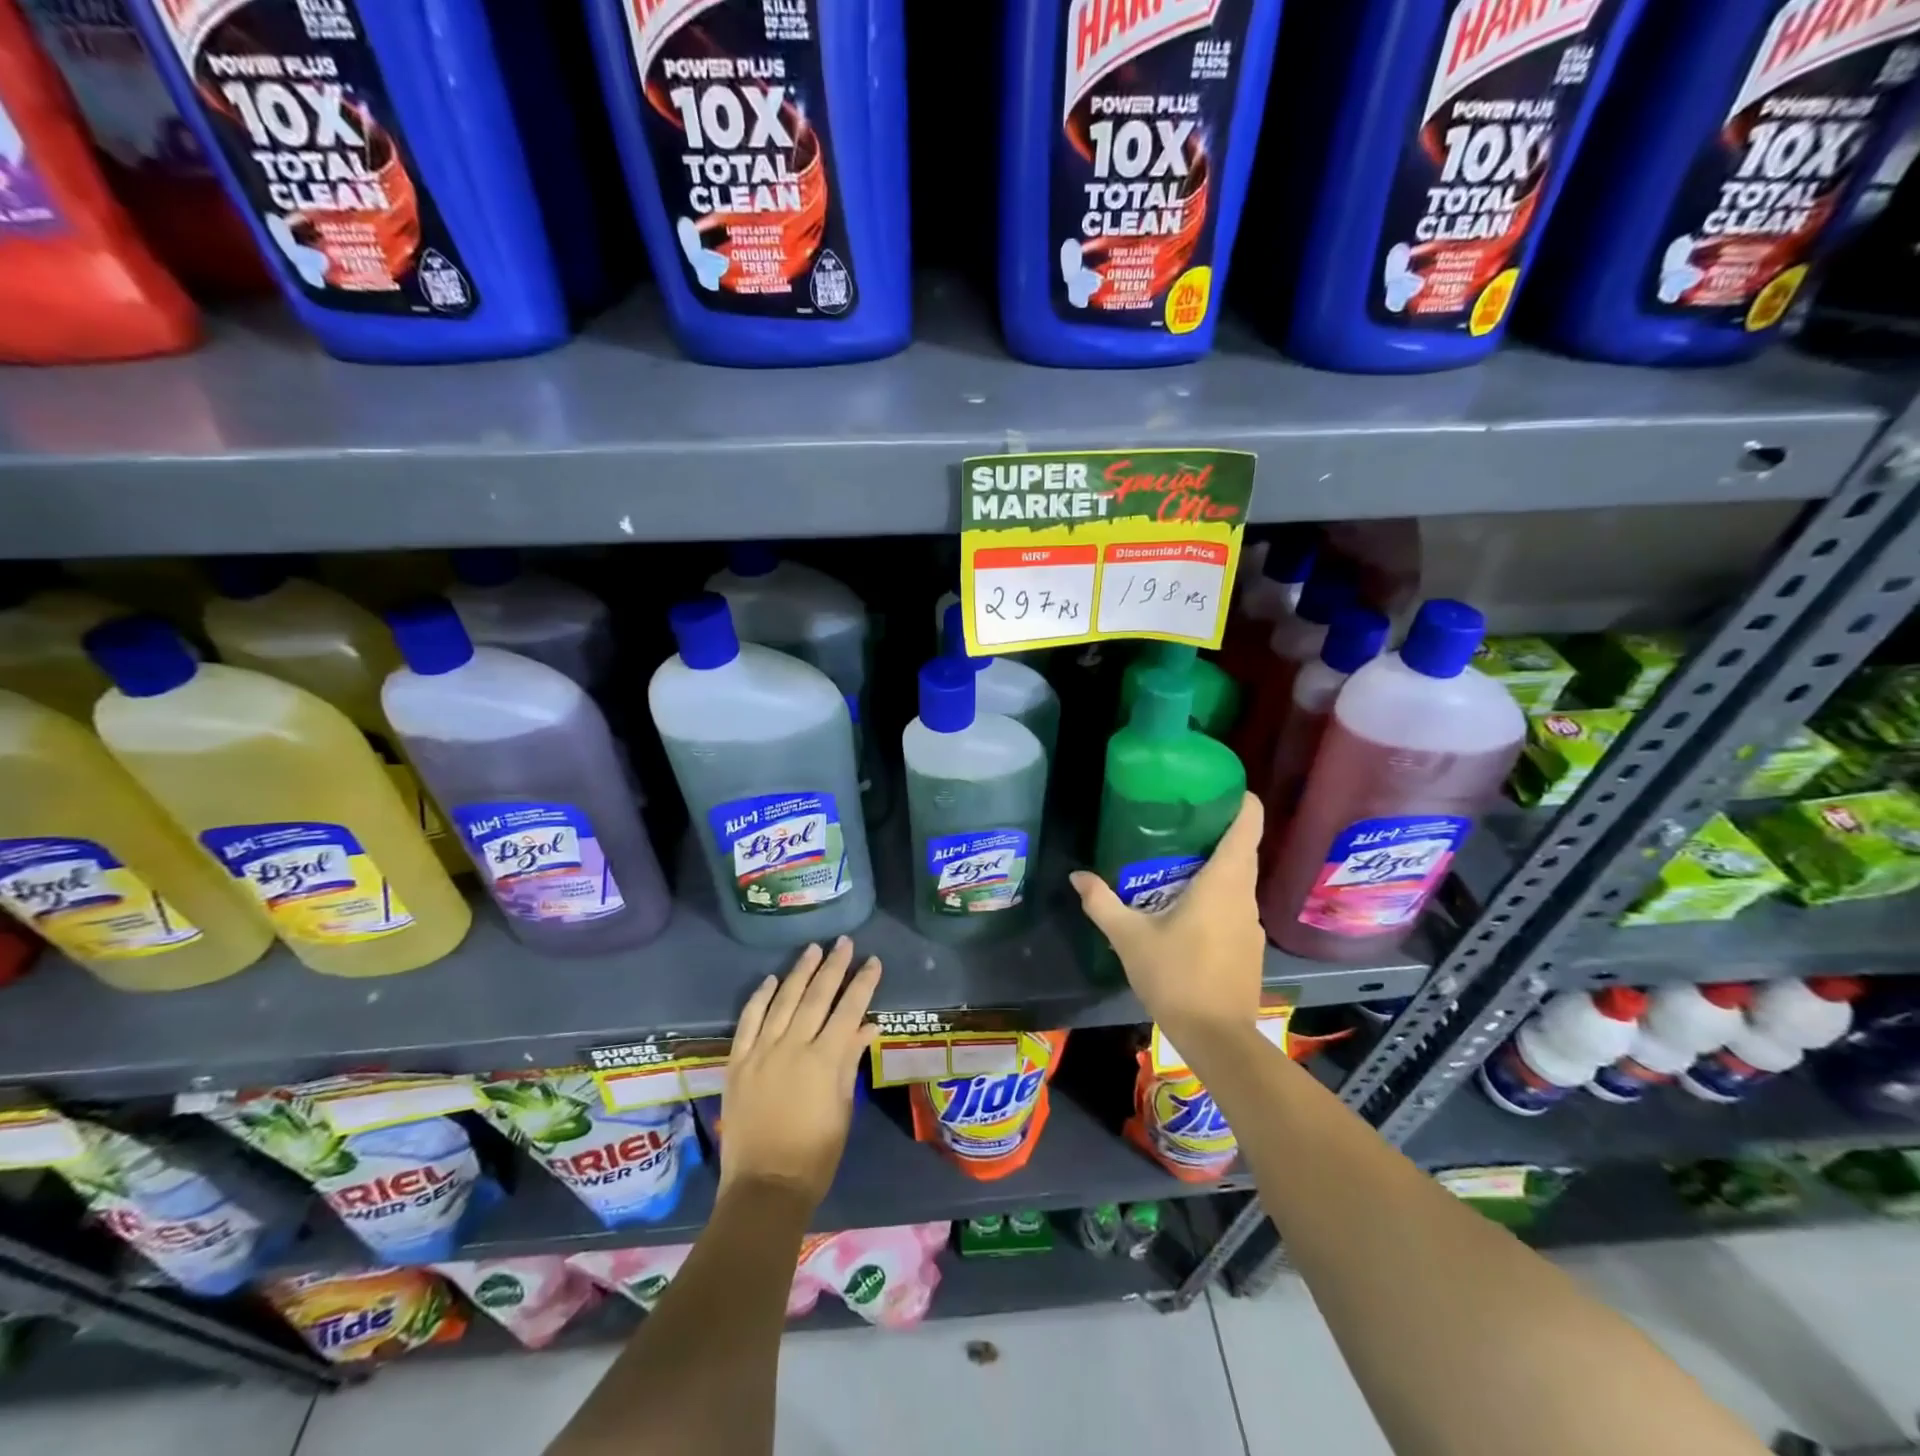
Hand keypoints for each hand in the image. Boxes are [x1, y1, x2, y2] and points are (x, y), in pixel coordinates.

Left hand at [719, 937, 879, 1208]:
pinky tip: (771, 979)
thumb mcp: (843, 1107)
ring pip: (783, 1000)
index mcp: (824, 1059)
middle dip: (833, 966)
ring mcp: (761, 1052)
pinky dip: (760, 998)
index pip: (849, 1009)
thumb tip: (867, 1025)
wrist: (764, 1186)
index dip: (863, 983)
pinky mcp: (737, 1062)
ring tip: (812, 949)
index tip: (873, 961)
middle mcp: (793, 1046)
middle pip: (817, 996)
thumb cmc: (815, 1153)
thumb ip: (850, 1061)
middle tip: (844, 942)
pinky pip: (748, 1021)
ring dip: (799, 972)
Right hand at [1070, 792, 1265, 1047]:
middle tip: (1179, 818)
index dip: (1239, 799)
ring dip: (1215, 863)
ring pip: (1238, 878)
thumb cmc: (1176, 977)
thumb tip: (1077, 876)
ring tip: (1176, 858)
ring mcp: (1250, 922)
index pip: (1249, 823)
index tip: (1217, 786)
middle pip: (1243, 847)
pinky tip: (1186, 905)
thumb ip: (1102, 903)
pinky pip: (1234, 903)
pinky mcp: (1249, 944)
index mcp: (1224, 881)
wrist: (1217, 1038)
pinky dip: (1216, 892)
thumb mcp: (1129, 937)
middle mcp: (1244, 894)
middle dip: (1217, 828)